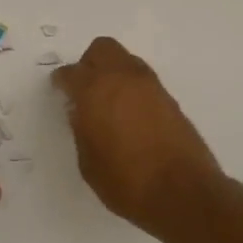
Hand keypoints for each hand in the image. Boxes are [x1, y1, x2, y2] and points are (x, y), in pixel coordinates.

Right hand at [53, 37, 222, 234]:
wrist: (183, 193)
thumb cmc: (126, 182)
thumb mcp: (88, 162)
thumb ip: (81, 130)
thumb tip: (81, 113)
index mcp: (94, 90)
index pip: (71, 73)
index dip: (62, 81)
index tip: (59, 91)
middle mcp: (122, 78)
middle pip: (102, 49)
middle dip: (89, 63)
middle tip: (84, 88)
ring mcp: (150, 85)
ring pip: (125, 60)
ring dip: (113, 72)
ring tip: (109, 101)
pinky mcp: (170, 98)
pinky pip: (143, 80)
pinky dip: (132, 87)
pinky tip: (130, 113)